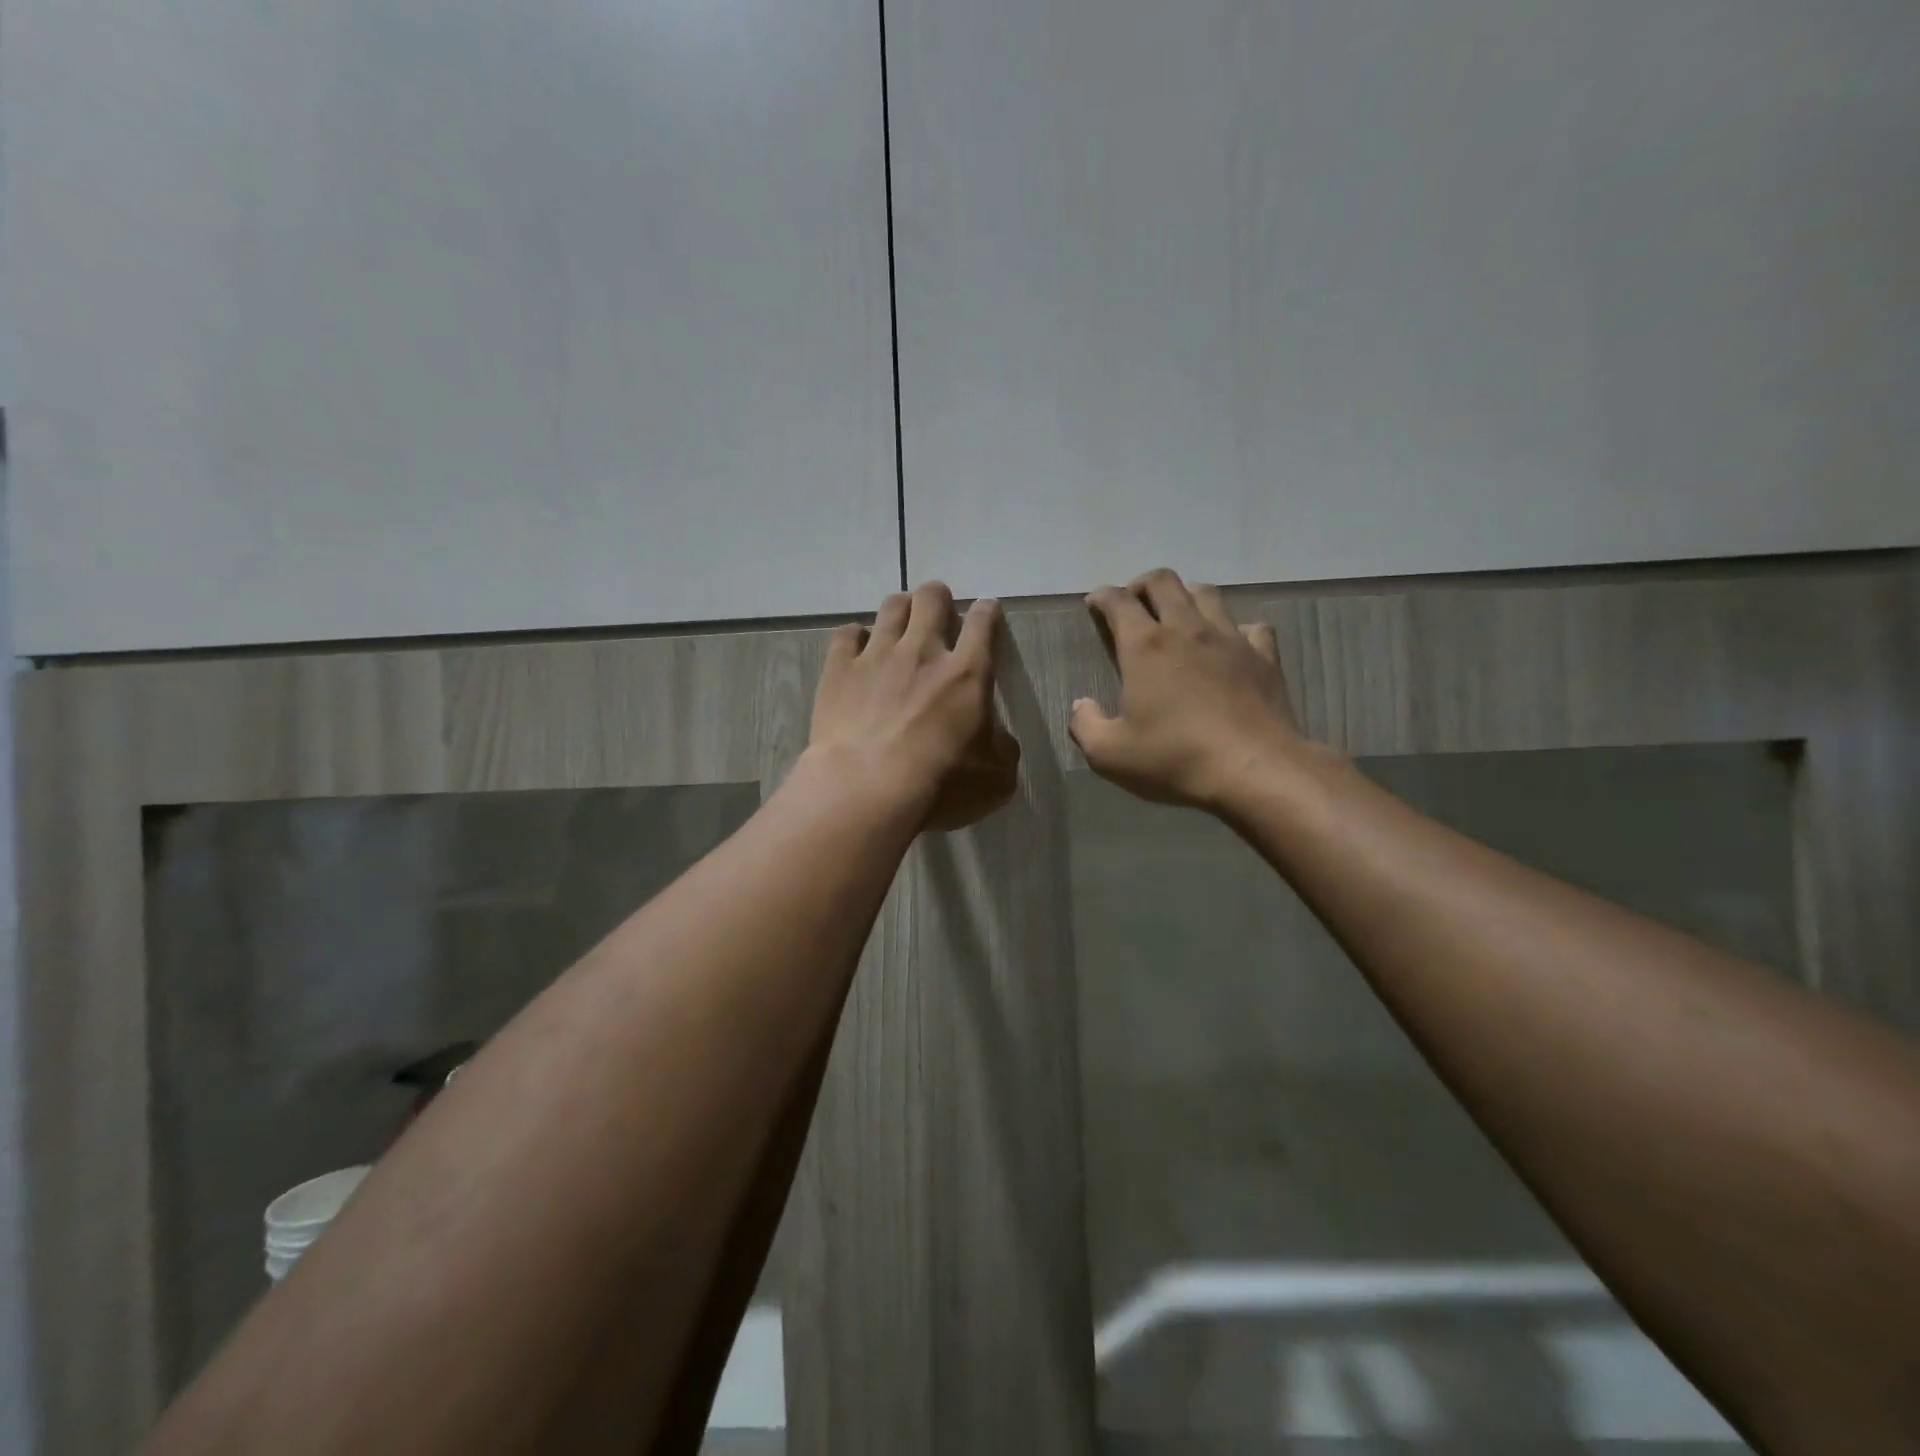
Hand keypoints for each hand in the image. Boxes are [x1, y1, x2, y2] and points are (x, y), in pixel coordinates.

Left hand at [810, 582, 1020, 830]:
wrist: (868, 788)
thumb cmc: (940, 784)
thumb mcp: (996, 778)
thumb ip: (1003, 749)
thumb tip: (999, 740)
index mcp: (968, 673)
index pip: (983, 623)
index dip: (988, 611)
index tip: (987, 612)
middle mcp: (923, 651)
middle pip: (932, 598)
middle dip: (938, 599)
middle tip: (938, 615)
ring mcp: (877, 655)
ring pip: (891, 607)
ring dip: (900, 610)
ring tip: (900, 624)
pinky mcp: (839, 669)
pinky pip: (846, 634)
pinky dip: (854, 637)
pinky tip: (856, 649)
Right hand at [1071, 569, 1304, 809]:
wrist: (1253, 771)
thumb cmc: (1174, 758)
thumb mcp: (1109, 754)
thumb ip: (1085, 725)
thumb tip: (1082, 705)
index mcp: (1145, 647)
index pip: (1118, 602)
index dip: (1102, 597)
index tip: (1094, 604)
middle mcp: (1187, 630)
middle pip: (1164, 582)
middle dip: (1143, 585)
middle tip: (1134, 604)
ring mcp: (1230, 640)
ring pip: (1207, 594)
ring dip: (1187, 596)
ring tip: (1179, 616)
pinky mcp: (1265, 657)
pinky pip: (1252, 628)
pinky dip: (1236, 630)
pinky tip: (1230, 646)